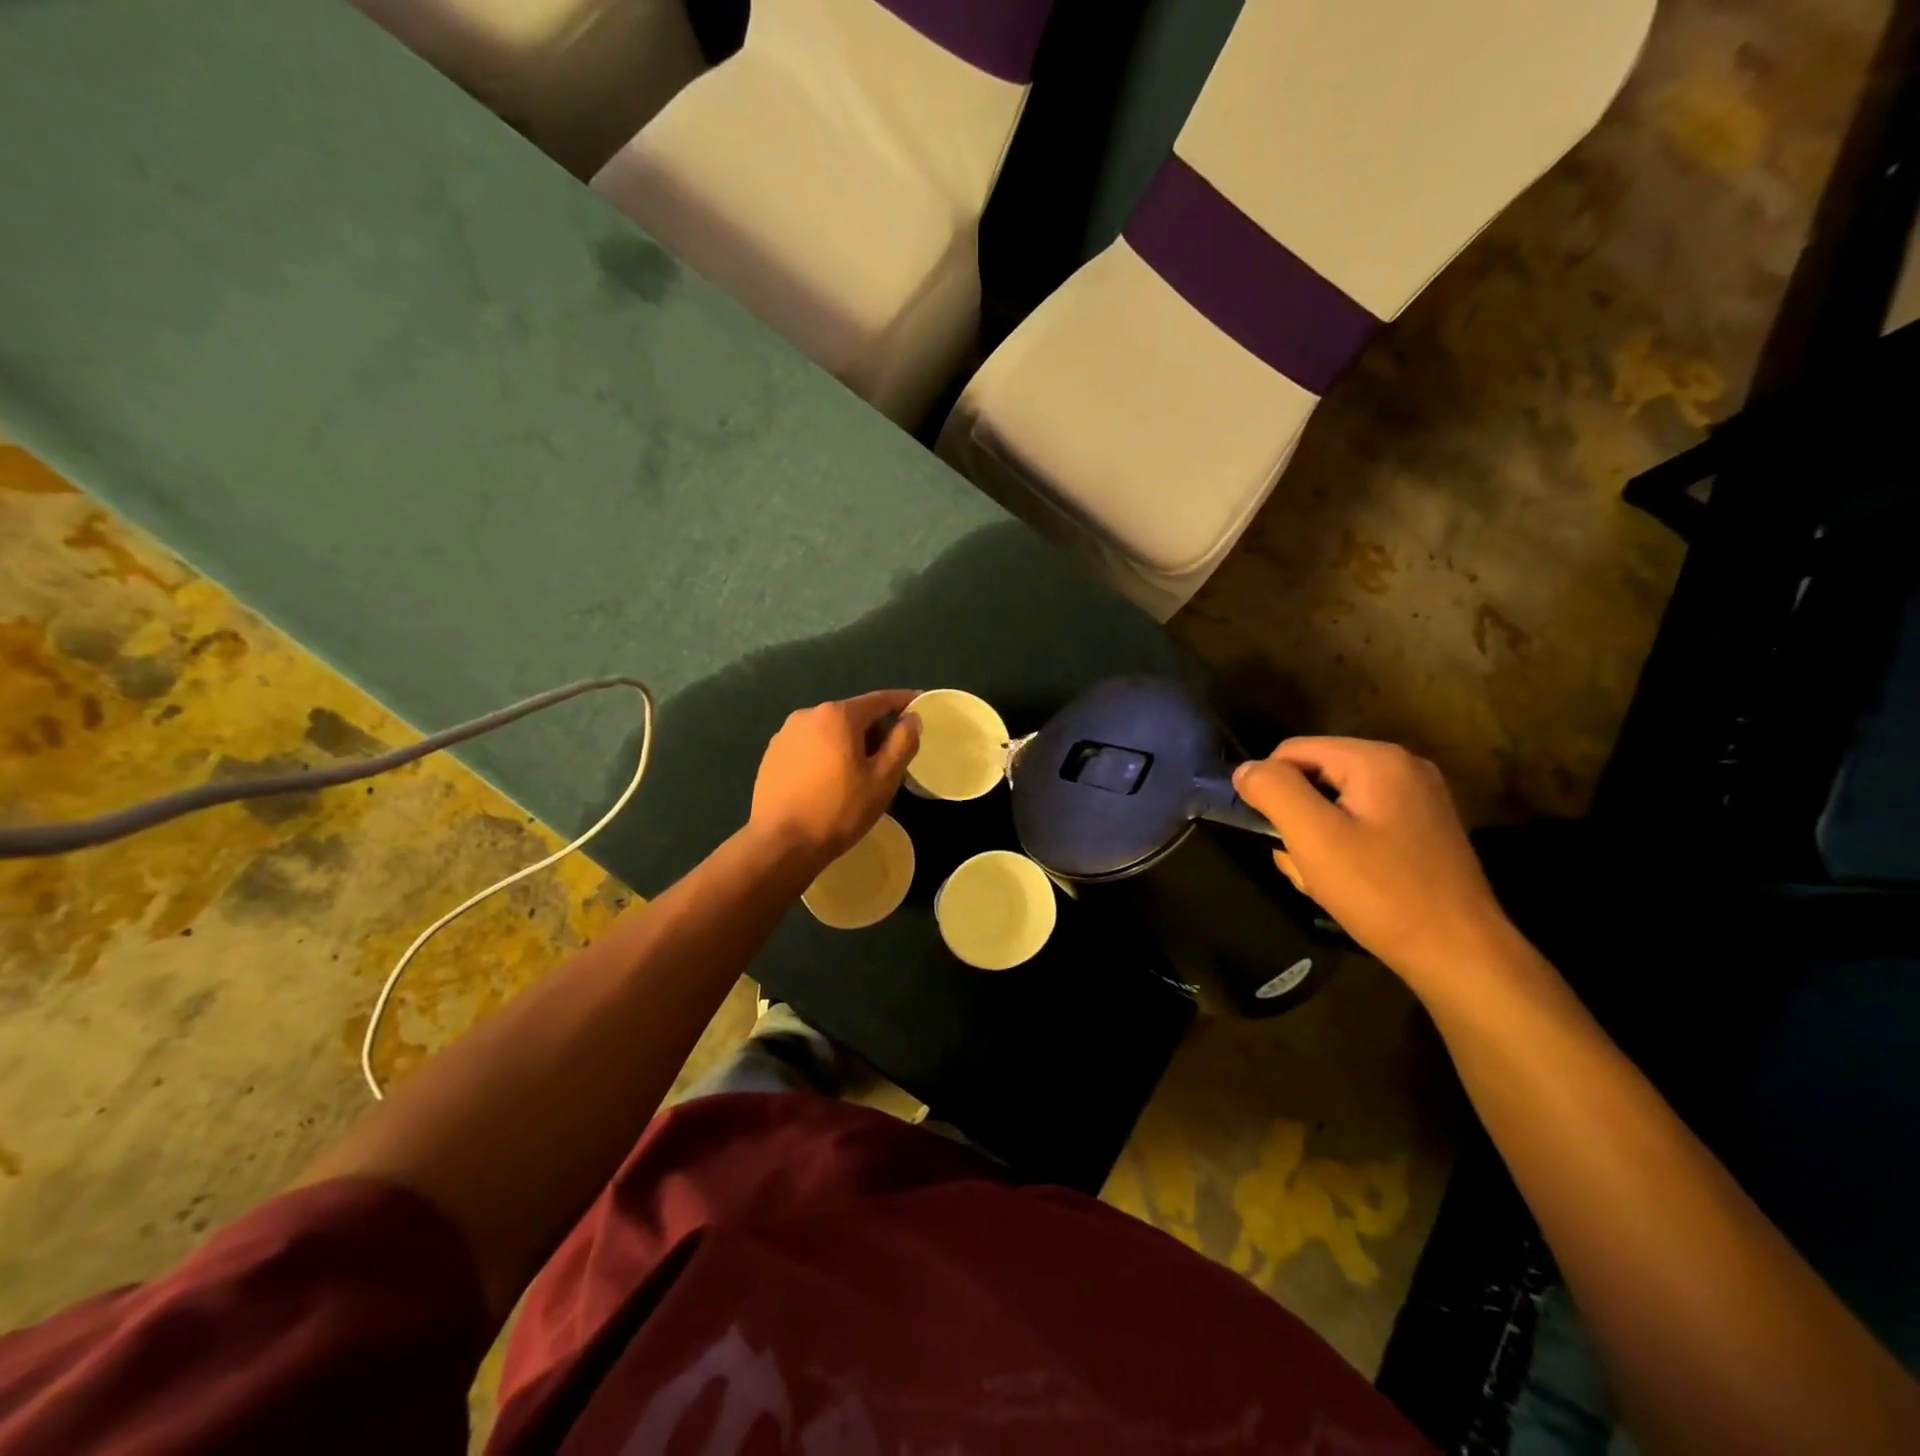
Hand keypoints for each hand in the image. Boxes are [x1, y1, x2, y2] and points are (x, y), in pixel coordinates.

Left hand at [749, 691, 921, 870]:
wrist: (780, 844)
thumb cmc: (839, 811)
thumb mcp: (883, 779)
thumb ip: (902, 742)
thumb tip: (911, 718)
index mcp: (837, 715)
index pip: (879, 700)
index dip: (903, 701)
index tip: (919, 703)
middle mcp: (808, 714)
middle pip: (852, 714)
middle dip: (875, 728)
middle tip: (892, 754)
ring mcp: (785, 734)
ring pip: (829, 730)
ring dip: (849, 742)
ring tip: (860, 772)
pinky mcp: (772, 754)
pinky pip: (810, 745)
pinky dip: (826, 753)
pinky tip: (830, 780)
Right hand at [1233, 738, 1516, 990]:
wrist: (1459, 955)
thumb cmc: (1381, 892)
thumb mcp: (1314, 837)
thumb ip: (1274, 790)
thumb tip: (1245, 769)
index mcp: (1377, 759)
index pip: (1292, 752)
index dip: (1271, 790)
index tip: (1277, 836)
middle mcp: (1402, 767)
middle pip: (1315, 777)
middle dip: (1297, 819)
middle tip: (1305, 864)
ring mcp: (1418, 798)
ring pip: (1335, 804)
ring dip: (1317, 839)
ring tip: (1326, 879)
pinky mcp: (1423, 829)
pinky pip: (1361, 823)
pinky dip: (1344, 848)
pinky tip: (1350, 882)